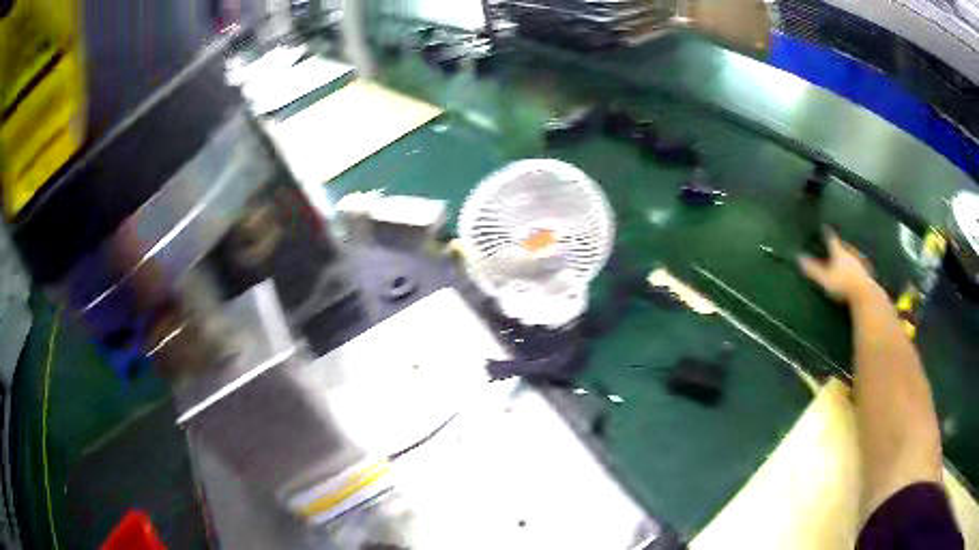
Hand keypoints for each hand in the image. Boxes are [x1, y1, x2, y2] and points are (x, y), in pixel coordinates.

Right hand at [798, 229, 880, 304]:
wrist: (864, 293)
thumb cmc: (843, 285)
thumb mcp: (824, 279)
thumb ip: (812, 269)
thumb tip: (797, 257)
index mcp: (839, 252)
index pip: (831, 239)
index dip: (827, 234)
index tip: (824, 227)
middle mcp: (850, 253)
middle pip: (844, 245)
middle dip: (841, 244)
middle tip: (838, 243)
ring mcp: (860, 262)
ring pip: (854, 254)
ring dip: (850, 254)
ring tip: (848, 255)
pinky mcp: (867, 272)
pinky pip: (862, 265)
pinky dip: (859, 265)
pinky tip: (860, 268)